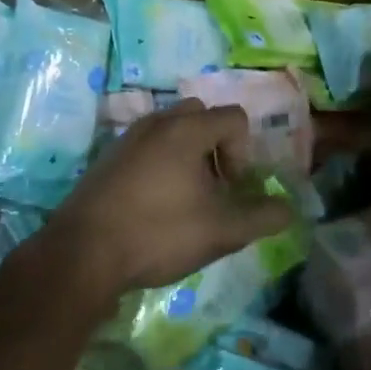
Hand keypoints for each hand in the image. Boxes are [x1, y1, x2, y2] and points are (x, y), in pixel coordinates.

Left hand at [34, 100, 293, 299]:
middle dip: (215, 146)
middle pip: (201, 115)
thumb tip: (288, 209)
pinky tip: (154, 205)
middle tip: (213, 187)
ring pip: (171, 130)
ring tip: (185, 198)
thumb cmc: (158, 233)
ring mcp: (127, 138)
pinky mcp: (106, 158)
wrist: (82, 253)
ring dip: (187, 155)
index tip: (232, 188)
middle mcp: (157, 121)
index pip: (234, 118)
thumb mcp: (222, 230)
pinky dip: (160, 164)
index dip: (244, 152)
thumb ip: (262, 216)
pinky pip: (146, 147)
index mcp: (187, 129)